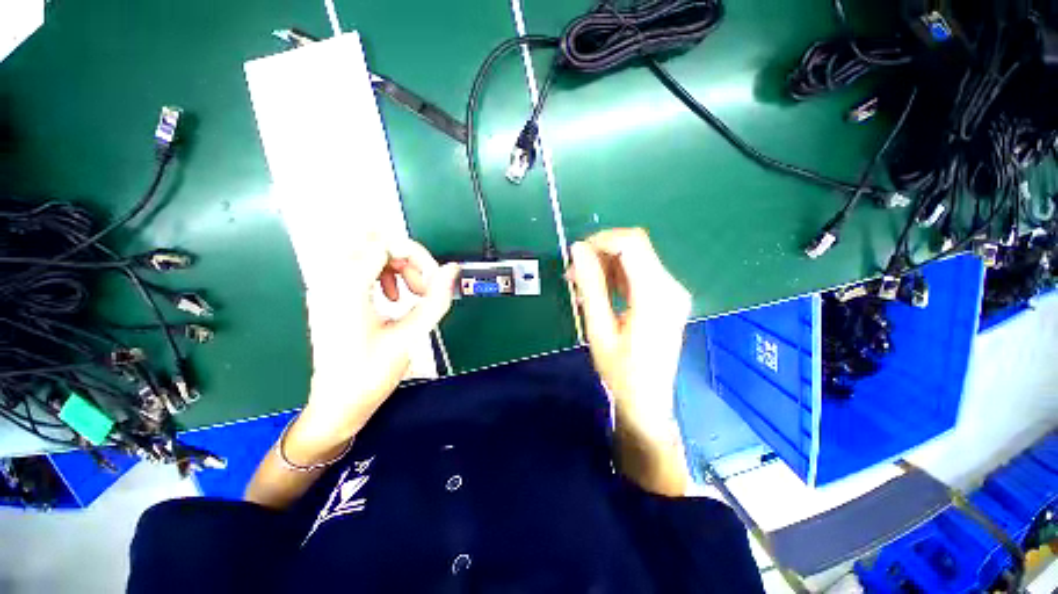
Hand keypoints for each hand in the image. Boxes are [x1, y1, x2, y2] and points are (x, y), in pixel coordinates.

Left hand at [290, 235, 459, 458]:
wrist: (337, 404)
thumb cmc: (371, 373)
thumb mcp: (411, 334)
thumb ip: (437, 298)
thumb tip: (451, 269)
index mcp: (347, 287)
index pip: (385, 243)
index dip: (417, 256)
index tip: (433, 281)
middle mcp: (330, 279)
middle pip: (374, 241)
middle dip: (406, 259)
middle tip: (422, 288)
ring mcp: (326, 286)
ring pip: (367, 252)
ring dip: (396, 266)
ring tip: (413, 294)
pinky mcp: (330, 295)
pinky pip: (359, 267)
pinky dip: (382, 275)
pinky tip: (393, 298)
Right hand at [569, 228, 690, 440]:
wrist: (647, 401)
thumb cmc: (620, 371)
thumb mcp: (598, 328)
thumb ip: (590, 285)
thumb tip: (578, 249)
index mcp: (656, 295)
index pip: (632, 243)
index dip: (601, 240)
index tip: (576, 255)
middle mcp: (670, 287)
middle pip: (635, 247)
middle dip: (600, 253)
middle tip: (573, 274)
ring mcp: (672, 292)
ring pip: (635, 258)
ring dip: (605, 265)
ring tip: (581, 286)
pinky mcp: (667, 298)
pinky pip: (639, 273)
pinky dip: (616, 275)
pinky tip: (599, 292)